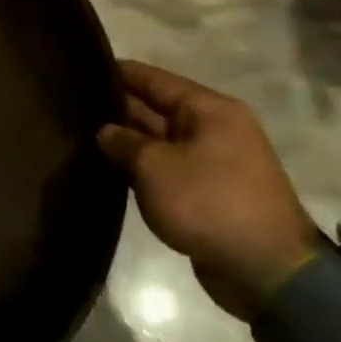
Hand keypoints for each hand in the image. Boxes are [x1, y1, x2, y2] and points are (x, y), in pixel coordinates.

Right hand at [97, 61, 322, 320]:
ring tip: (84, 135)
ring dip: (129, 141)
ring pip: (161, 140)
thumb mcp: (155, 167)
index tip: (80, 69)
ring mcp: (214, 161)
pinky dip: (144, 167)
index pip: (153, 78)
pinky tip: (111, 167)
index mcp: (209, 109)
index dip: (116, 72)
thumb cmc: (210, 203)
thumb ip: (123, 142)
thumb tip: (105, 132)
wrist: (267, 272)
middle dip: (119, 108)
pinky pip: (169, 167)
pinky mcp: (210, 191)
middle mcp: (214, 127)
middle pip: (157, 107)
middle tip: (73, 105)